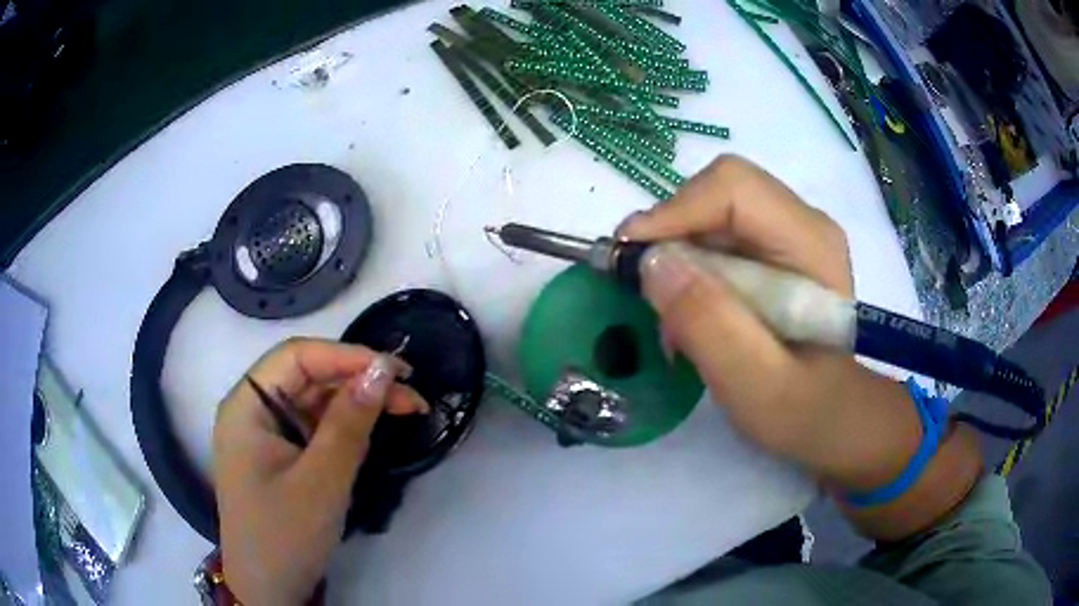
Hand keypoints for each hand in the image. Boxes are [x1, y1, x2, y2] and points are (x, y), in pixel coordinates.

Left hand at [212, 337, 426, 605]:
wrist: (269, 590)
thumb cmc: (286, 535)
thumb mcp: (322, 480)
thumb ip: (349, 422)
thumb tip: (382, 370)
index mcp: (246, 406)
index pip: (296, 357)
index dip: (346, 356)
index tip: (396, 370)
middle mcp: (253, 411)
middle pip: (307, 376)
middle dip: (358, 380)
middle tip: (411, 394)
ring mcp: (267, 435)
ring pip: (315, 401)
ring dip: (358, 402)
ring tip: (406, 408)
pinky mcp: (282, 457)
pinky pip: (315, 427)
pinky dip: (347, 425)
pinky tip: (374, 429)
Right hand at [618, 155, 920, 489]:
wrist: (832, 417)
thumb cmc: (802, 410)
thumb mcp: (754, 382)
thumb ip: (708, 322)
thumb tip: (651, 262)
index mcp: (810, 243)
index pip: (733, 188)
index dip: (675, 211)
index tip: (632, 258)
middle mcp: (802, 223)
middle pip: (718, 192)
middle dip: (672, 233)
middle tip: (645, 289)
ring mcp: (788, 233)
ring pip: (711, 211)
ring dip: (677, 253)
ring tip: (669, 314)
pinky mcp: (773, 250)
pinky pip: (716, 235)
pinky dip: (689, 267)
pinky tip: (689, 311)